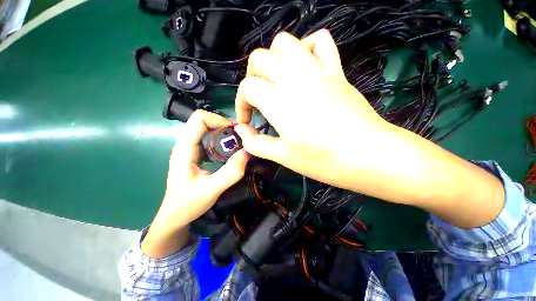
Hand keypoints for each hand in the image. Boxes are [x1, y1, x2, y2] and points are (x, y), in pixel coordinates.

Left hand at [142, 110, 248, 257]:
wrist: (175, 216)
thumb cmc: (188, 204)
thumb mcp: (211, 190)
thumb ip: (230, 173)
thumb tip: (246, 153)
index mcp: (185, 148)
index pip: (199, 119)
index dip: (219, 120)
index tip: (235, 132)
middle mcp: (186, 144)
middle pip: (204, 122)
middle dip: (224, 126)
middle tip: (240, 138)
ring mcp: (191, 149)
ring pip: (208, 130)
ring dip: (224, 133)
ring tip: (237, 144)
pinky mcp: (197, 154)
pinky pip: (210, 140)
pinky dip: (222, 141)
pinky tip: (230, 152)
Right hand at [234, 30, 503, 228]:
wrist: (369, 156)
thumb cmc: (322, 160)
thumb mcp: (282, 156)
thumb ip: (256, 144)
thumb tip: (244, 133)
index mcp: (278, 100)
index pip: (247, 88)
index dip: (241, 105)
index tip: (247, 122)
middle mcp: (294, 78)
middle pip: (259, 58)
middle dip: (251, 78)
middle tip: (258, 100)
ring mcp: (318, 70)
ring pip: (285, 43)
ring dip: (273, 60)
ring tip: (276, 83)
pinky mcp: (336, 71)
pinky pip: (320, 42)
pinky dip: (305, 49)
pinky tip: (303, 69)